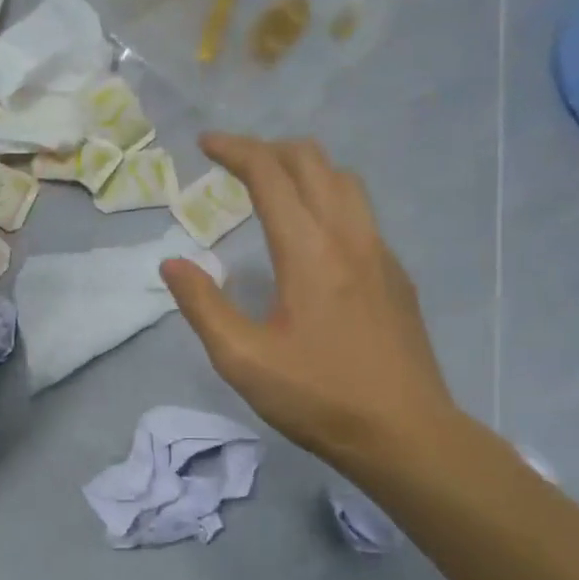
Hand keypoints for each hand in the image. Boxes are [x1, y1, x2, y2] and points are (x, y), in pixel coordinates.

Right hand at [159, 133, 459, 474]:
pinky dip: (328, 197)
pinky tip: (312, 235)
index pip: (270, 174)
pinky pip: (361, 211)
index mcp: (308, 251)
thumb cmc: (319, 397)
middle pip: (312, 161)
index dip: (235, 150)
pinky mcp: (395, 274)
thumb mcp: (243, 360)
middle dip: (268, 149)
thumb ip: (202, 305)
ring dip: (304, 168)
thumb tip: (171, 262)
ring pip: (344, 181)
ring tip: (272, 186)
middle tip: (234, 163)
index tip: (205, 144)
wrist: (406, 434)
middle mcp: (349, 236)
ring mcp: (380, 253)